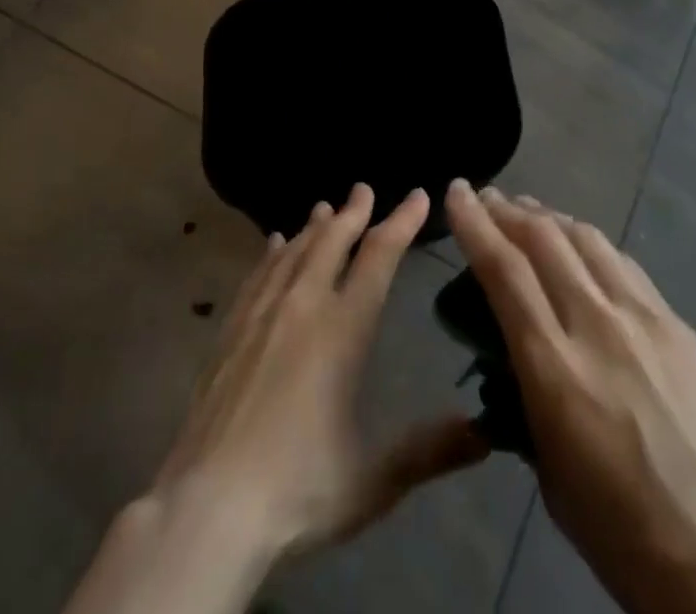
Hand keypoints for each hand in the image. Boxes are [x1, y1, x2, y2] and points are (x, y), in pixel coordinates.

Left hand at [154, 183, 486, 556]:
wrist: (208, 508)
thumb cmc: (298, 490)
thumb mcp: (374, 479)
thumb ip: (431, 450)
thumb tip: (487, 432)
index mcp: (343, 329)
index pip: (379, 257)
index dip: (402, 222)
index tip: (419, 195)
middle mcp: (303, 306)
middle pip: (332, 241)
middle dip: (353, 212)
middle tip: (363, 188)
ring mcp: (261, 315)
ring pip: (294, 251)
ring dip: (314, 226)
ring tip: (324, 207)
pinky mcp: (230, 332)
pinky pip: (257, 275)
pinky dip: (272, 253)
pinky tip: (274, 244)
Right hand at [446, 183, 695, 613]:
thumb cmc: (633, 543)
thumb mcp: (555, 483)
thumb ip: (530, 408)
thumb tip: (519, 367)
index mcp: (556, 371)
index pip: (504, 272)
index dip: (474, 224)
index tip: (455, 193)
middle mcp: (597, 326)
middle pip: (545, 239)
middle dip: (507, 210)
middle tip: (486, 197)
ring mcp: (645, 319)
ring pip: (587, 240)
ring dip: (550, 218)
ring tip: (529, 212)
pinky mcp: (680, 325)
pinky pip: (624, 266)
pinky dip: (591, 246)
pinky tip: (584, 250)